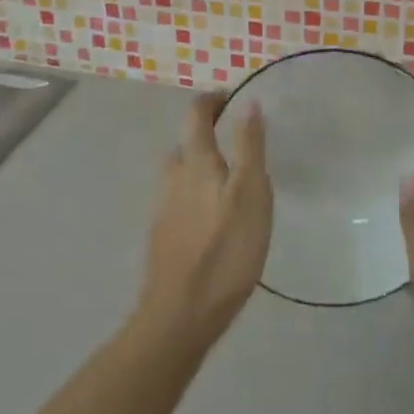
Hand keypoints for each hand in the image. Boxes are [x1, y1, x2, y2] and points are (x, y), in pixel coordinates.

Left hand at [134, 94, 271, 356]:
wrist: (180, 314)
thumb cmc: (225, 250)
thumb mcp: (251, 193)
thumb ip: (249, 146)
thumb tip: (248, 102)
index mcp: (195, 161)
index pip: (196, 114)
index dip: (212, 100)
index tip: (232, 99)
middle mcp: (173, 177)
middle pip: (184, 143)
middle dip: (205, 134)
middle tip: (235, 142)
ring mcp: (163, 208)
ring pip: (179, 173)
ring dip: (199, 165)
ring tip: (227, 180)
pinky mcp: (162, 237)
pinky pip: (178, 200)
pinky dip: (194, 195)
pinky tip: (212, 218)